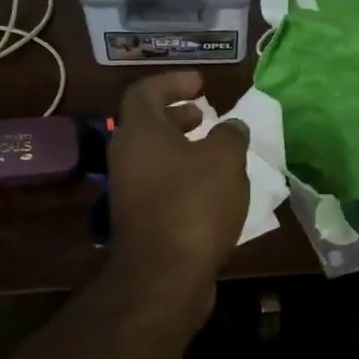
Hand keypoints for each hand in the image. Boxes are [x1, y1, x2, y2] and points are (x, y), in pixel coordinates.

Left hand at [107, 71, 249, 289]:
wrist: (164, 276)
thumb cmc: (194, 205)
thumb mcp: (225, 160)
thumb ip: (230, 135)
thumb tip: (231, 128)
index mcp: (140, 133)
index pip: (145, 91)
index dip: (173, 81)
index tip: (201, 84)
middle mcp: (127, 157)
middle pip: (147, 124)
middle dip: (178, 115)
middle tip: (205, 115)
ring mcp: (129, 190)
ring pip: (154, 156)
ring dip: (183, 148)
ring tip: (216, 152)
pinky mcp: (139, 219)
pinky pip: (160, 183)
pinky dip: (183, 176)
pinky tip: (212, 190)